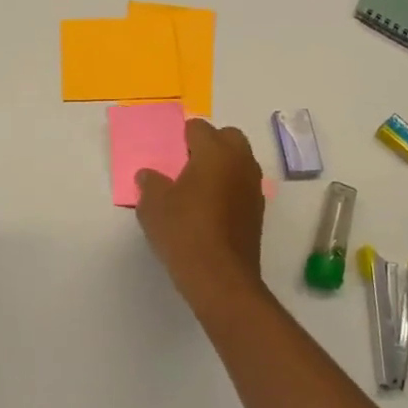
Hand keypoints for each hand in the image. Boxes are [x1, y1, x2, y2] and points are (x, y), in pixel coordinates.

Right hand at [134, 118, 267, 306]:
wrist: (221, 279)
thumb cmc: (184, 232)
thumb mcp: (153, 206)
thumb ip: (150, 183)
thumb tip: (149, 175)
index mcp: (215, 152)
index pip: (199, 127)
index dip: (182, 137)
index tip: (170, 154)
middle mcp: (240, 162)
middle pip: (228, 137)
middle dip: (210, 144)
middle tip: (187, 165)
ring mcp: (253, 187)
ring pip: (239, 162)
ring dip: (222, 166)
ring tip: (197, 188)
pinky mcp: (258, 211)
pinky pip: (243, 186)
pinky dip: (230, 188)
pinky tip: (210, 210)